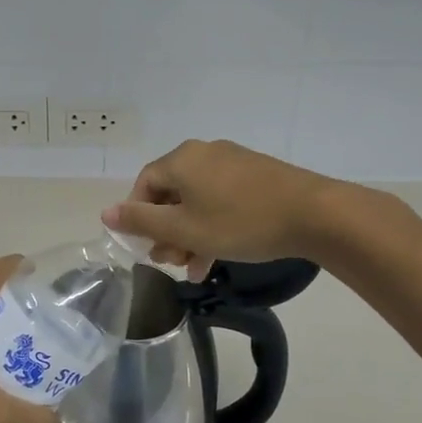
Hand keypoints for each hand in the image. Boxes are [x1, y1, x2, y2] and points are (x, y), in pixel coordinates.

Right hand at [102, 140, 335, 280]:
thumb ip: (142, 222)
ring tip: (194, 269)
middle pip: (171, 194)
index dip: (138, 217)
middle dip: (166, 232)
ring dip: (190, 235)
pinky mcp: (256, 175)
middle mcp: (203, 153)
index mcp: (181, 160)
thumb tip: (106, 213)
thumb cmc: (239, 222)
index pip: (144, 185)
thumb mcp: (184, 229)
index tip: (145, 247)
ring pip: (197, 201)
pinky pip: (222, 200)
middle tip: (171, 263)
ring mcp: (233, 163)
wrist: (314, 214)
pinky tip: (217, 257)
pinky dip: (213, 226)